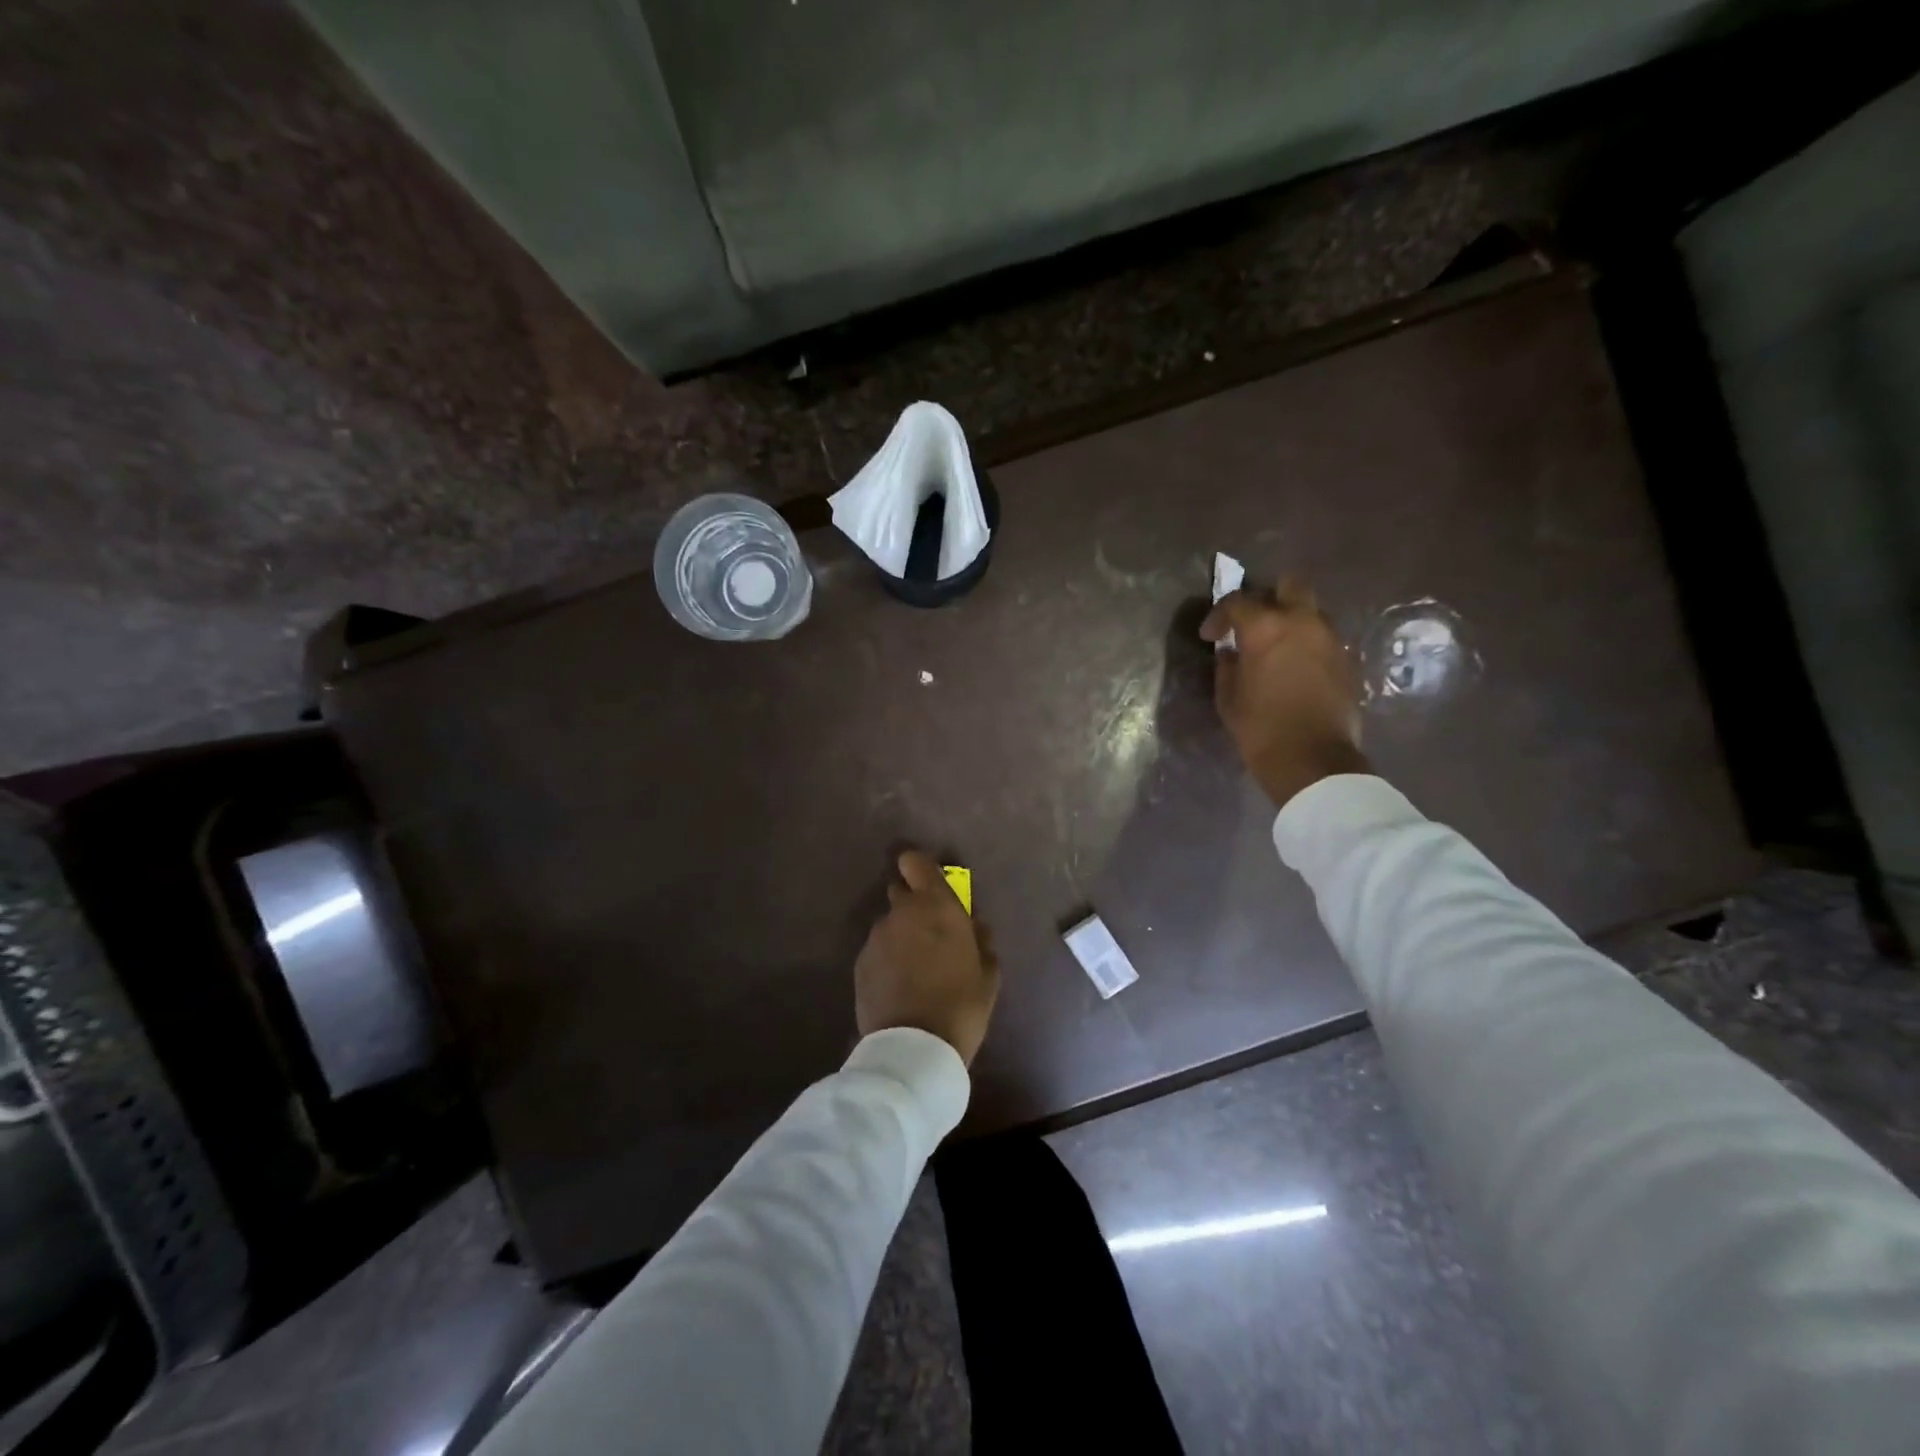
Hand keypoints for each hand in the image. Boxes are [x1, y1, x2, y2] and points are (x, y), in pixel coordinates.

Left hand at [855, 850, 1000, 1065]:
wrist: (913, 1048)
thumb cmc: (961, 1005)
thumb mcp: (988, 974)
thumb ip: (981, 940)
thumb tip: (974, 926)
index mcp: (936, 906)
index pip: (916, 863)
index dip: (920, 869)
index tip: (930, 884)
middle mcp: (901, 912)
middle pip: (900, 891)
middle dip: (912, 905)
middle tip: (928, 934)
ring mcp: (876, 937)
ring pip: (889, 924)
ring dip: (900, 936)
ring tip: (914, 968)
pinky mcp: (860, 963)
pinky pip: (877, 950)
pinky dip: (887, 959)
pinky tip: (898, 986)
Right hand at [1200, 580, 1367, 807]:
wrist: (1312, 759)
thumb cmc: (1260, 727)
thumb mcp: (1228, 697)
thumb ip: (1227, 666)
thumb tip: (1231, 652)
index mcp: (1266, 627)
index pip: (1237, 602)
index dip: (1219, 616)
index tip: (1211, 636)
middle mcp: (1303, 621)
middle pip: (1289, 585)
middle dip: (1268, 597)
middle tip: (1253, 623)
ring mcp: (1331, 639)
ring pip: (1311, 611)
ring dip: (1292, 621)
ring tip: (1277, 647)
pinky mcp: (1347, 659)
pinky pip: (1324, 638)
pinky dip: (1308, 644)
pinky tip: (1296, 668)